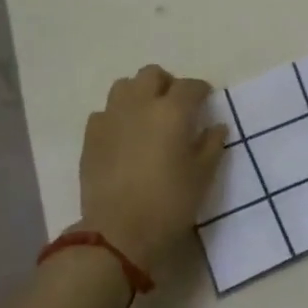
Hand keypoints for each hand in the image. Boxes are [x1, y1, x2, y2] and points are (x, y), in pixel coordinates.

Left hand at [78, 65, 225, 273]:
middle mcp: (140, 104)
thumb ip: (211, 145)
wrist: (117, 232)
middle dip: (166, 84)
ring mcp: (112, 117)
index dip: (201, 90)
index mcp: (172, 111)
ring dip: (138, 93)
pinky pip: (105, 112)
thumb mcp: (202, 176)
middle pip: (152, 74)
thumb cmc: (169, 204)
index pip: (190, 86)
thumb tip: (216, 126)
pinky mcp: (91, 135)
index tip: (205, 101)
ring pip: (124, 86)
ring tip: (146, 115)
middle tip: (175, 105)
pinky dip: (116, 116)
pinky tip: (123, 135)